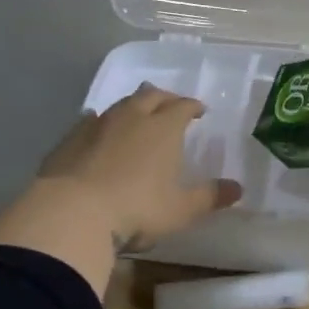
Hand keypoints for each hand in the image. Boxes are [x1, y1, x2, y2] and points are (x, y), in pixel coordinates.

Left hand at [35, 83, 241, 250]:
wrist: (72, 213)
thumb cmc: (136, 209)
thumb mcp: (180, 209)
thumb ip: (209, 197)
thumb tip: (238, 189)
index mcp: (163, 128)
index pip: (183, 106)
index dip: (192, 106)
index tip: (199, 111)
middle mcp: (132, 117)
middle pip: (151, 96)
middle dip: (164, 97)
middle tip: (171, 105)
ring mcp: (98, 124)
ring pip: (121, 104)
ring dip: (133, 105)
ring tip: (138, 114)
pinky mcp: (70, 138)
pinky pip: (91, 120)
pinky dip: (102, 121)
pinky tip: (99, 128)